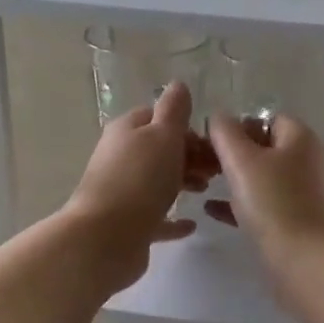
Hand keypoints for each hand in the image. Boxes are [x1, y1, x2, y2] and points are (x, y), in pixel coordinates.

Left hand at [62, 81, 212, 293]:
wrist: (106, 237)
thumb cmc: (140, 179)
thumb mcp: (163, 135)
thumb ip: (174, 110)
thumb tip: (178, 85)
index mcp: (127, 130)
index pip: (158, 117)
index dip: (186, 127)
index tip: (212, 142)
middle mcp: (120, 157)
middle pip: (159, 150)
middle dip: (190, 155)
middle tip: (217, 169)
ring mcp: (122, 192)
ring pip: (157, 181)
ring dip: (183, 182)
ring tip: (206, 191)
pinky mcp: (127, 224)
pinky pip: (155, 217)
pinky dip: (173, 218)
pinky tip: (192, 224)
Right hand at [205, 112, 323, 266]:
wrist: (308, 261)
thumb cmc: (274, 203)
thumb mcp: (242, 160)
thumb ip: (225, 133)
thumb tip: (218, 117)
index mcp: (299, 139)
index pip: (266, 119)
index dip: (238, 125)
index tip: (210, 140)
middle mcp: (305, 162)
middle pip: (264, 148)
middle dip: (232, 153)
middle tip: (201, 163)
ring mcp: (302, 194)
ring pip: (262, 178)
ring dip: (234, 179)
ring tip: (202, 183)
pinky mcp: (295, 222)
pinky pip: (263, 205)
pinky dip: (239, 204)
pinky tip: (212, 211)